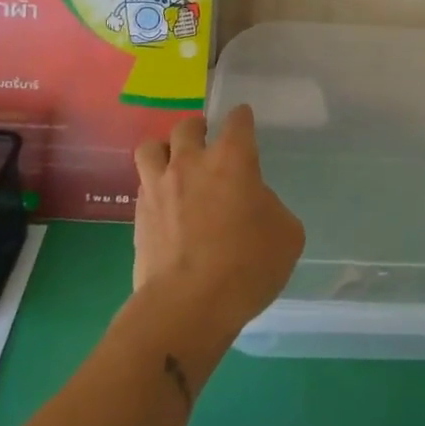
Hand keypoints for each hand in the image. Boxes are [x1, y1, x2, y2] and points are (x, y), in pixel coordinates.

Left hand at [133, 107, 304, 335]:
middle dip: (198, 129)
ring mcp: (159, 186)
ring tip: (175, 166)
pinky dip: (154, 188)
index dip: (242, 119)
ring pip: (151, 147)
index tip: (244, 122)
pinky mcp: (138, 215)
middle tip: (207, 145)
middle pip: (187, 125)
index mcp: (232, 159)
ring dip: (165, 150)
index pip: (238, 120)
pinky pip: (143, 185)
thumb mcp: (286, 235)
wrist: (187, 306)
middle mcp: (191, 162)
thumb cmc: (247, 265)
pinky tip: (165, 205)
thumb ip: (271, 207)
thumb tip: (255, 205)